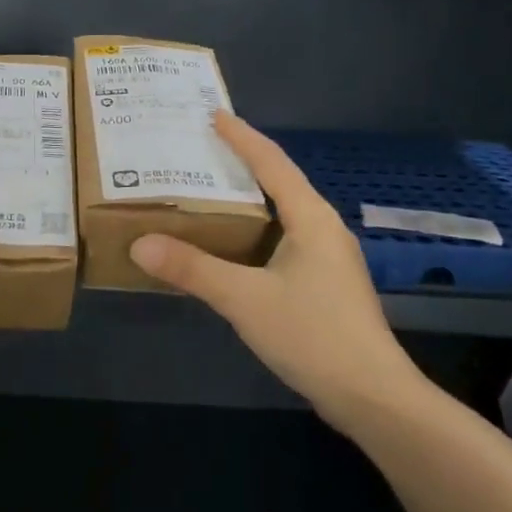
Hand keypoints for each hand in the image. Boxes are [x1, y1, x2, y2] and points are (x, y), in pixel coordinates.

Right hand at [129, 112, 429, 435]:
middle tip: (200, 152)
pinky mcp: (325, 285)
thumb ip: (192, 269)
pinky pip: (283, 242)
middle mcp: (323, 229)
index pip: (272, 163)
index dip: (242, 137)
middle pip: (279, 184)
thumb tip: (139, 244)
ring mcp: (328, 259)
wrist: (372, 397)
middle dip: (241, 165)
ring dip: (247, 202)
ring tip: (208, 194)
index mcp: (311, 218)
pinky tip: (231, 249)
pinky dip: (254, 234)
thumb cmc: (313, 335)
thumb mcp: (245, 299)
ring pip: (281, 216)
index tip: (213, 114)